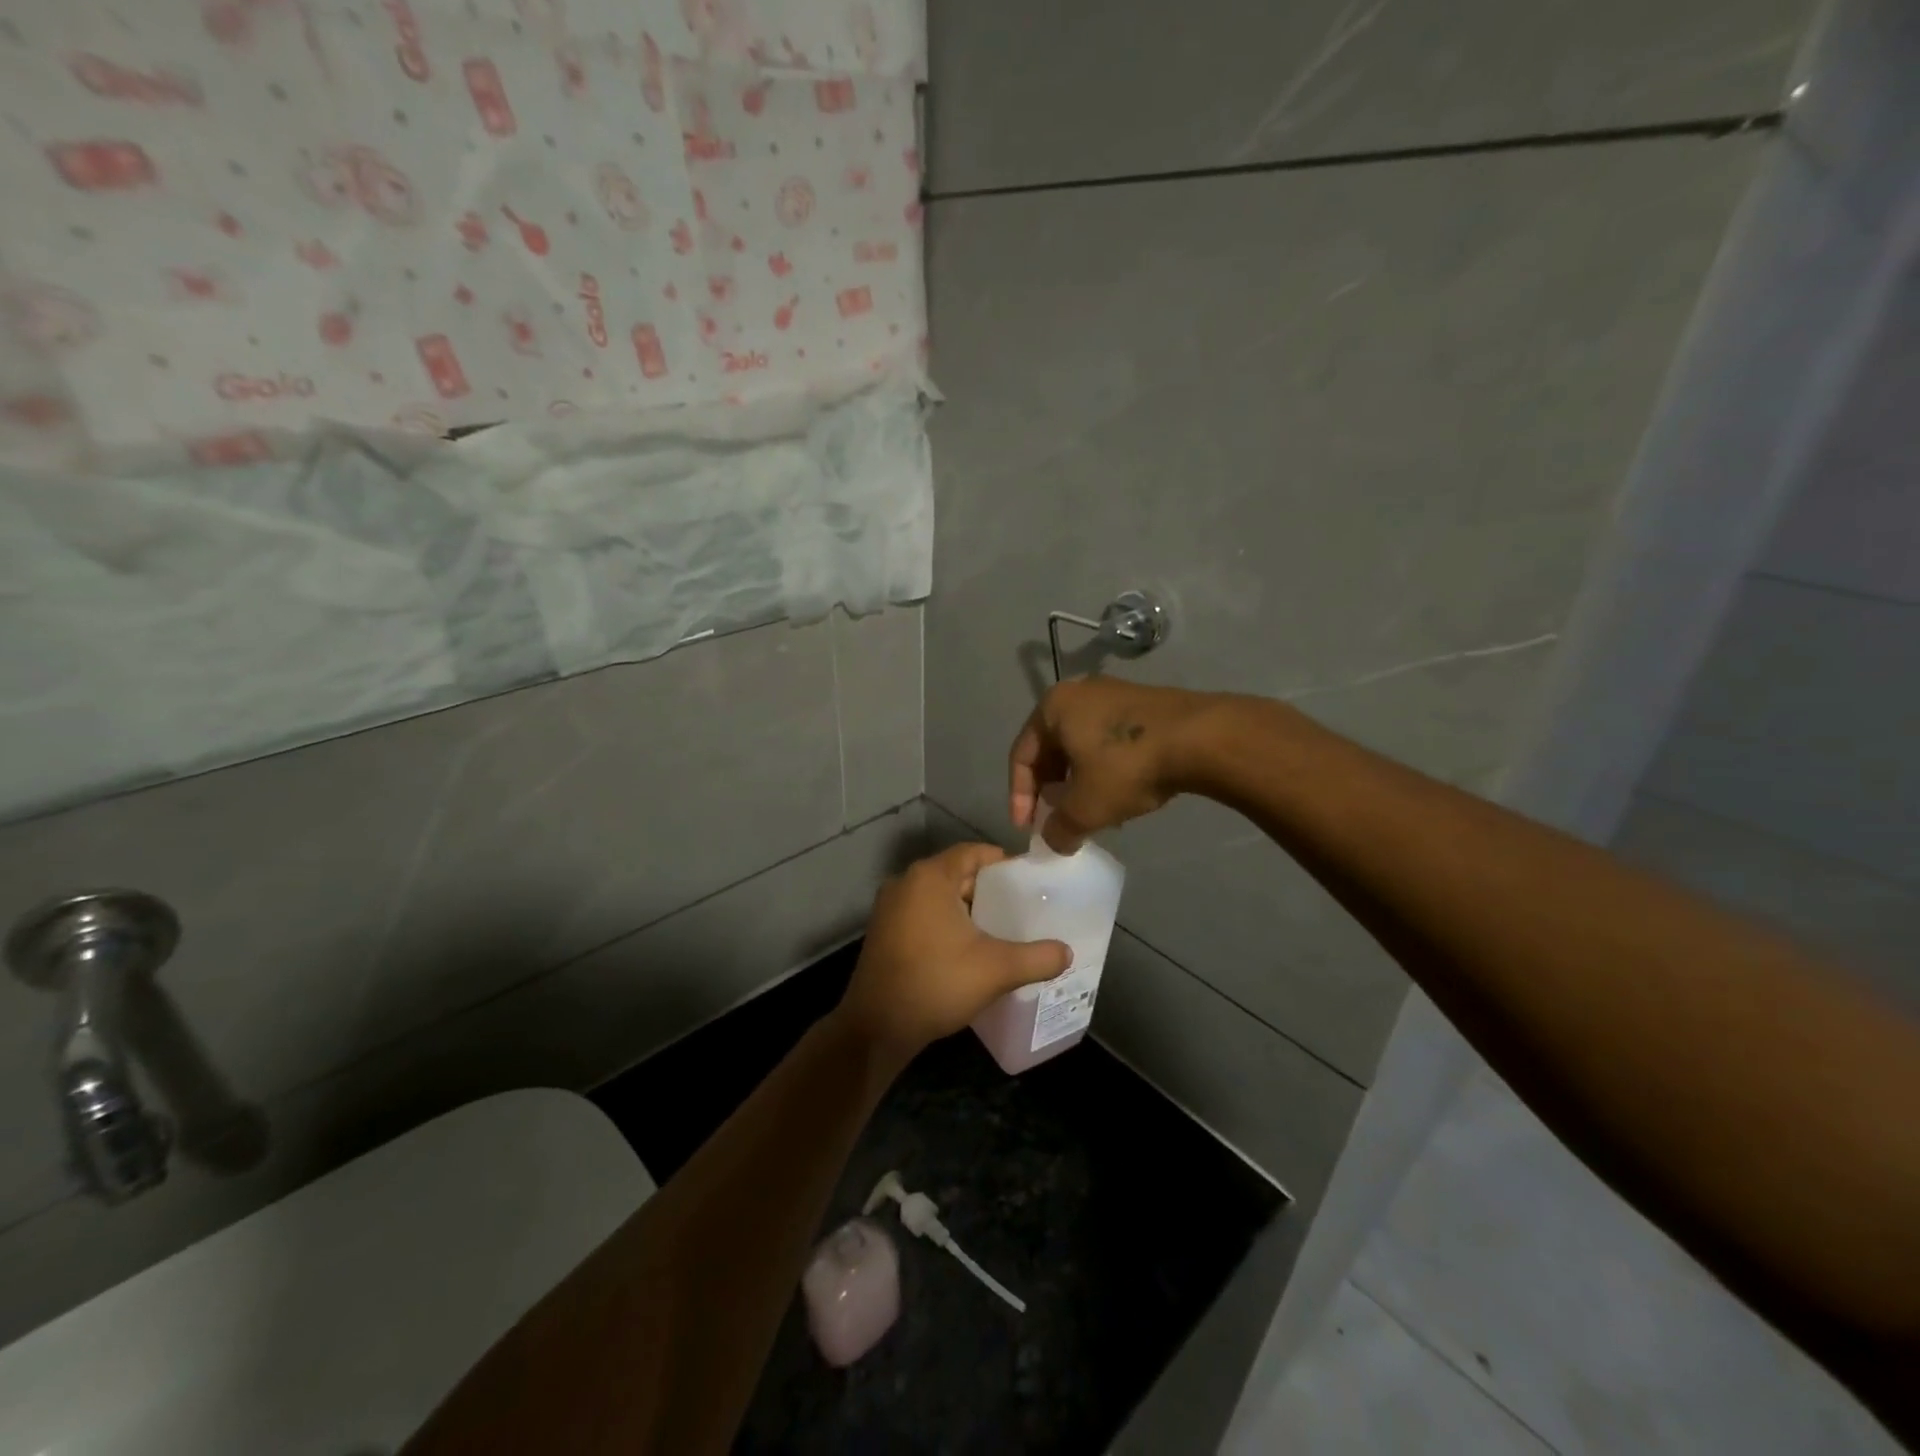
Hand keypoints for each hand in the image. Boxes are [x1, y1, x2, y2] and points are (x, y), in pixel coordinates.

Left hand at [837, 844, 1071, 1060]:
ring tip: (1000, 929)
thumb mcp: (996, 969)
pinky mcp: (883, 931)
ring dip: (967, 908)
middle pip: (956, 872)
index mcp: (930, 877)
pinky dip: (946, 922)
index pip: (974, 852)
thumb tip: (1067, 952)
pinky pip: (923, 913)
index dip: (1003, 863)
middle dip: (988, 889)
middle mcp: (906, 882)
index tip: (1029, 881)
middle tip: (1021, 908)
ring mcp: (889, 907)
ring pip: (938, 895)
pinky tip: (967, 948)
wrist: (877, 1027)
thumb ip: (1038, 957)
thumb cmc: (936, 983)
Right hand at [1010, 678, 1214, 851]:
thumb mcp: (1086, 808)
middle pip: (1051, 749)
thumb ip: (1060, 829)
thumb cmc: (1126, 766)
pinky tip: (1120, 794)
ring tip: (1089, 813)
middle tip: (1057, 819)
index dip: (1019, 797)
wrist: (1201, 738)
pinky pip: (1110, 741)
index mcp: (1053, 707)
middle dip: (1051, 789)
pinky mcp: (1144, 705)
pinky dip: (1105, 769)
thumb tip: (1055, 841)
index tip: (1027, 829)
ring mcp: (1114, 694)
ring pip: (1082, 746)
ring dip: (1079, 782)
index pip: (1021, 756)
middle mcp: (1078, 692)